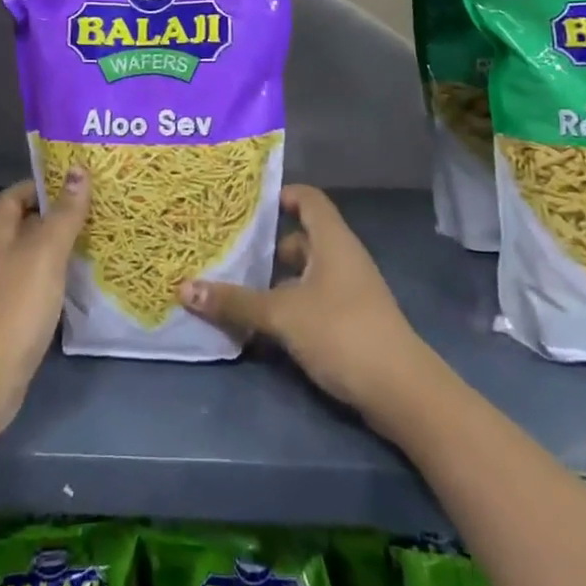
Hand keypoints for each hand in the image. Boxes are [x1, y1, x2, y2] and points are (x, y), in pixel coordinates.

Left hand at [0, 172, 87, 435]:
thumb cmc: (16, 305)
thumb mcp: (45, 252)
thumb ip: (64, 213)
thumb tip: (77, 169)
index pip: (12, 197)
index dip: (38, 185)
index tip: (73, 181)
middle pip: (24, 225)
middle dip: (55, 213)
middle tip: (96, 206)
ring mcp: (4, 290)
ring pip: (33, 255)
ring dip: (60, 245)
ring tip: (98, 237)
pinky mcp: (14, 317)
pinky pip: (39, 284)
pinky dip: (59, 276)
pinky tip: (82, 280)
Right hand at [178, 185, 429, 418]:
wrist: (401, 391)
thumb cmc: (341, 331)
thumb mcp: (282, 314)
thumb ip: (235, 302)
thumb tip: (184, 288)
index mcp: (332, 241)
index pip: (308, 199)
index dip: (281, 195)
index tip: (245, 205)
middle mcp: (342, 258)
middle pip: (301, 238)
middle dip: (266, 246)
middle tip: (227, 251)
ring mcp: (349, 291)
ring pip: (304, 274)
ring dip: (274, 281)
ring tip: (234, 288)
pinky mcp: (350, 321)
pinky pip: (312, 301)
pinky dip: (288, 306)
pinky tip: (261, 325)